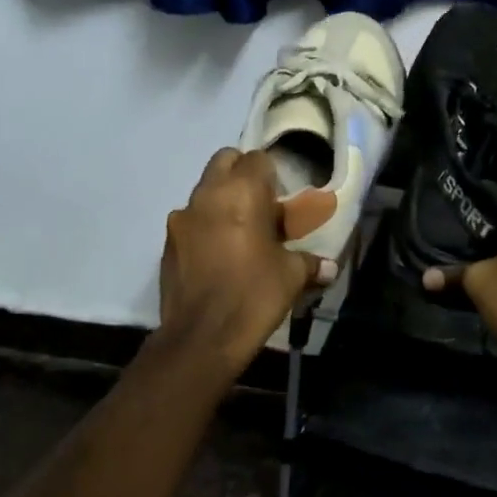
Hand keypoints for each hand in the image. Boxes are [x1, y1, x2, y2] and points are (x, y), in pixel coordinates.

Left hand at [159, 149, 332, 367]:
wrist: (202, 337)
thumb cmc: (254, 295)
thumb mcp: (291, 276)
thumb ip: (309, 263)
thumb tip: (328, 267)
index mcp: (241, 192)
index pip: (257, 158)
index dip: (271, 175)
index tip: (281, 199)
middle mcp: (207, 194)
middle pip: (224, 162)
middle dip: (242, 175)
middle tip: (260, 206)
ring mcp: (181, 218)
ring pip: (204, 191)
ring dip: (221, 201)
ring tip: (239, 234)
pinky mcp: (167, 243)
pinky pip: (190, 221)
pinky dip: (204, 227)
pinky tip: (218, 257)